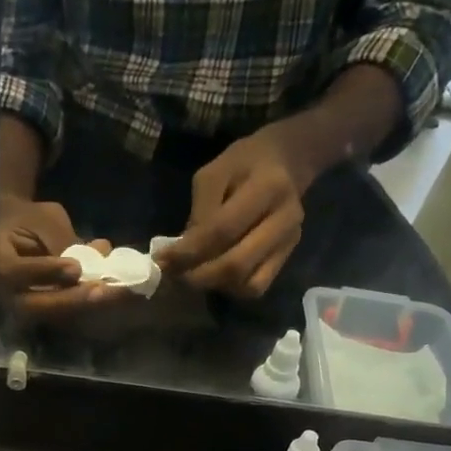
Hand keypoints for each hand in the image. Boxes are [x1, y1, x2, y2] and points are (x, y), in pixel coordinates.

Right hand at [0, 194, 131, 321]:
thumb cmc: (27, 219)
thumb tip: (99, 254)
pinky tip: (110, 295)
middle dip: (71, 299)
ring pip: (51, 315)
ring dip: (84, 306)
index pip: (16, 273)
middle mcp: (4, 293)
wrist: (14, 232)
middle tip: (101, 291)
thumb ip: (62, 239)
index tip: (75, 267)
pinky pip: (63, 316)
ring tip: (112, 294)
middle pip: (35, 306)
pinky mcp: (40, 313)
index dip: (46, 271)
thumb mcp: (43, 219)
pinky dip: (87, 306)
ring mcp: (21, 308)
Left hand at [156, 126, 311, 298]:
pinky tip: (216, 277)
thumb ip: (199, 212)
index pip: (221, 231)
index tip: (161, 260)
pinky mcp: (287, 257)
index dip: (188, 252)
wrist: (287, 162)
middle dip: (198, 276)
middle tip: (174, 274)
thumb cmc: (244, 163)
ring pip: (247, 283)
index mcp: (267, 188)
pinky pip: (257, 287)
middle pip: (236, 264)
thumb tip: (181, 254)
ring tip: (192, 275)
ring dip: (214, 285)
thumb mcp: (214, 173)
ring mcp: (289, 242)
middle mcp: (285, 219)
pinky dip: (232, 289)